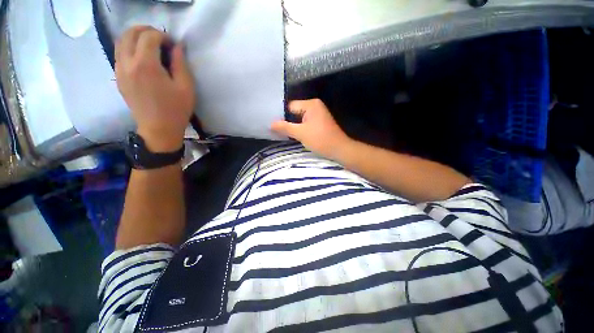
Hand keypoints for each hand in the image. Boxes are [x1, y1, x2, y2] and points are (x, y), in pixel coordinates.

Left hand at [115, 26, 195, 151]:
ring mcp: (120, 70)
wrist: (158, 129)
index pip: (149, 36)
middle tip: (160, 39)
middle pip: (130, 33)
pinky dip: (129, 47)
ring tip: (150, 44)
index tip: (173, 45)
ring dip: (135, 37)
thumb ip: (181, 64)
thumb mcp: (186, 87)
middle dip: (146, 30)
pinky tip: (142, 56)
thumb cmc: (176, 110)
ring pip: (121, 41)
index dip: (163, 36)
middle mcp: (128, 63)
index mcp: (146, 65)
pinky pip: (119, 54)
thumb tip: (177, 47)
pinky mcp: (118, 78)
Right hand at [271, 99, 351, 159]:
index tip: (271, 124)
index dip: (280, 115)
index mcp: (311, 104)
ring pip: (299, 119)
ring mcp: (317, 115)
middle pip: (294, 112)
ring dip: (292, 126)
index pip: (290, 106)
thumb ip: (285, 127)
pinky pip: (305, 123)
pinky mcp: (319, 123)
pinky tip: (291, 134)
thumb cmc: (321, 139)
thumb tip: (270, 124)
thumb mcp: (300, 133)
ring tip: (280, 133)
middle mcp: (314, 106)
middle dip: (286, 121)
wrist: (339, 150)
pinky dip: (299, 128)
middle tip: (274, 129)